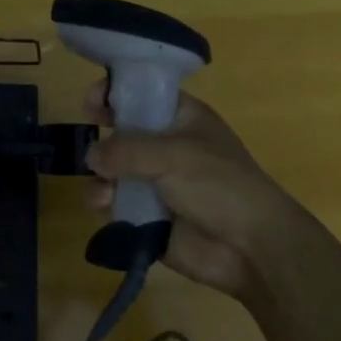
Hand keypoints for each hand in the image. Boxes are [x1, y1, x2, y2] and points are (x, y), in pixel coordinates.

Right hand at [82, 84, 306, 299]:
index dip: (116, 92)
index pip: (142, 93)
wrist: (250, 248)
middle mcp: (165, 145)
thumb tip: (91, 154)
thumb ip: (127, 149)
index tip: (92, 102)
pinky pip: (116, 203)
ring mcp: (155, 181)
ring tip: (103, 190)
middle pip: (122, 131)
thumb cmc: (219, 185)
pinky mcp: (147, 215)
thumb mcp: (174, 155)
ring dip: (101, 176)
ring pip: (113, 170)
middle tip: (90, 146)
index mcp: (181, 118)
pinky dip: (106, 203)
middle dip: (103, 137)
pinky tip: (105, 207)